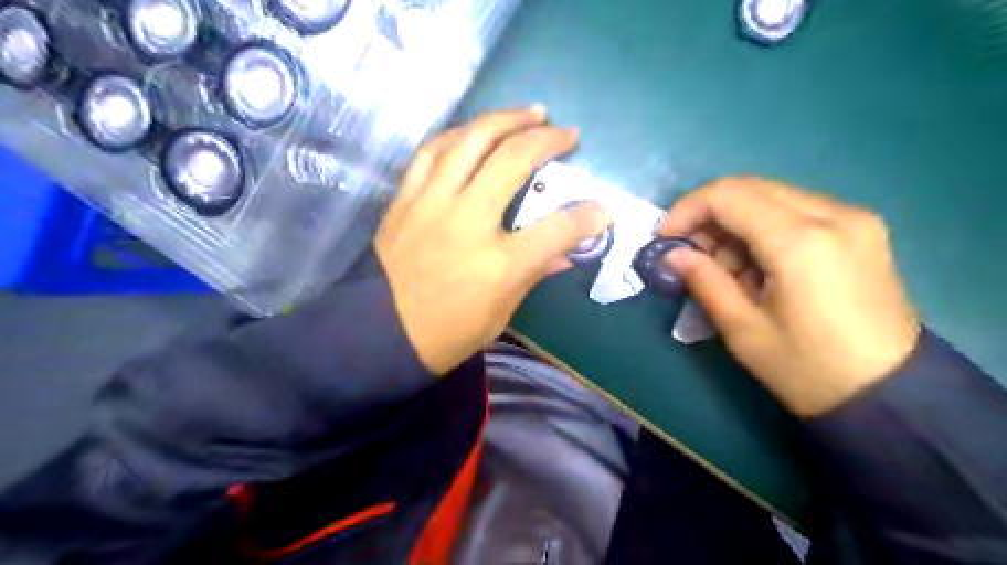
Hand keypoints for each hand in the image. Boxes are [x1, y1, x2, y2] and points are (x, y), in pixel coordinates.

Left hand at [377, 109, 612, 375]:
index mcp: (499, 264)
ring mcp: (432, 204)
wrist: (380, 333)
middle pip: (513, 161)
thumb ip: (533, 273)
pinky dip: (459, 134)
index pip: (557, 229)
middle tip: (568, 134)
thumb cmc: (447, 333)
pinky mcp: (406, 199)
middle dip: (548, 140)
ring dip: (505, 119)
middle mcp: (467, 222)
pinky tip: (475, 131)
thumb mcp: (500, 313)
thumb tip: (564, 253)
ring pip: (471, 141)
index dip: (587, 216)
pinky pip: (432, 151)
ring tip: (529, 113)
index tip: (602, 209)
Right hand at [662, 180, 918, 417]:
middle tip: (689, 253)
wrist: (890, 394)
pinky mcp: (861, 228)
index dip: (686, 210)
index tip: (665, 240)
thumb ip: (704, 281)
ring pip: (770, 196)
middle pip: (749, 187)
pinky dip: (762, 227)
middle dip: (707, 215)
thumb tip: (672, 255)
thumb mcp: (743, 331)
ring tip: (724, 268)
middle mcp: (833, 214)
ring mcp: (853, 218)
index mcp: (801, 242)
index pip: (727, 195)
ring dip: (734, 222)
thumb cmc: (808, 370)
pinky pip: (795, 209)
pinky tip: (756, 264)